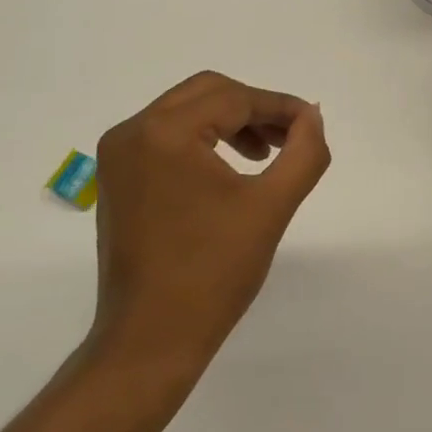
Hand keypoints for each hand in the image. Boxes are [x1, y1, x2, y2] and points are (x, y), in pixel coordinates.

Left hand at [89, 72, 330, 374]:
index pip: (234, 98)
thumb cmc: (213, 272)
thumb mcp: (271, 207)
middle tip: (291, 136)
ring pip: (185, 112)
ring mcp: (118, 156)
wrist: (150, 339)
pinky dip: (203, 140)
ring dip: (230, 122)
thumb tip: (312, 118)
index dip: (280, 106)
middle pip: (206, 93)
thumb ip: (304, 153)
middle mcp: (132, 132)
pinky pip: (166, 137)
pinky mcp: (117, 179)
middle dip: (254, 108)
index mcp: (164, 133)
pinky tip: (230, 169)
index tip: (313, 124)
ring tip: (266, 154)